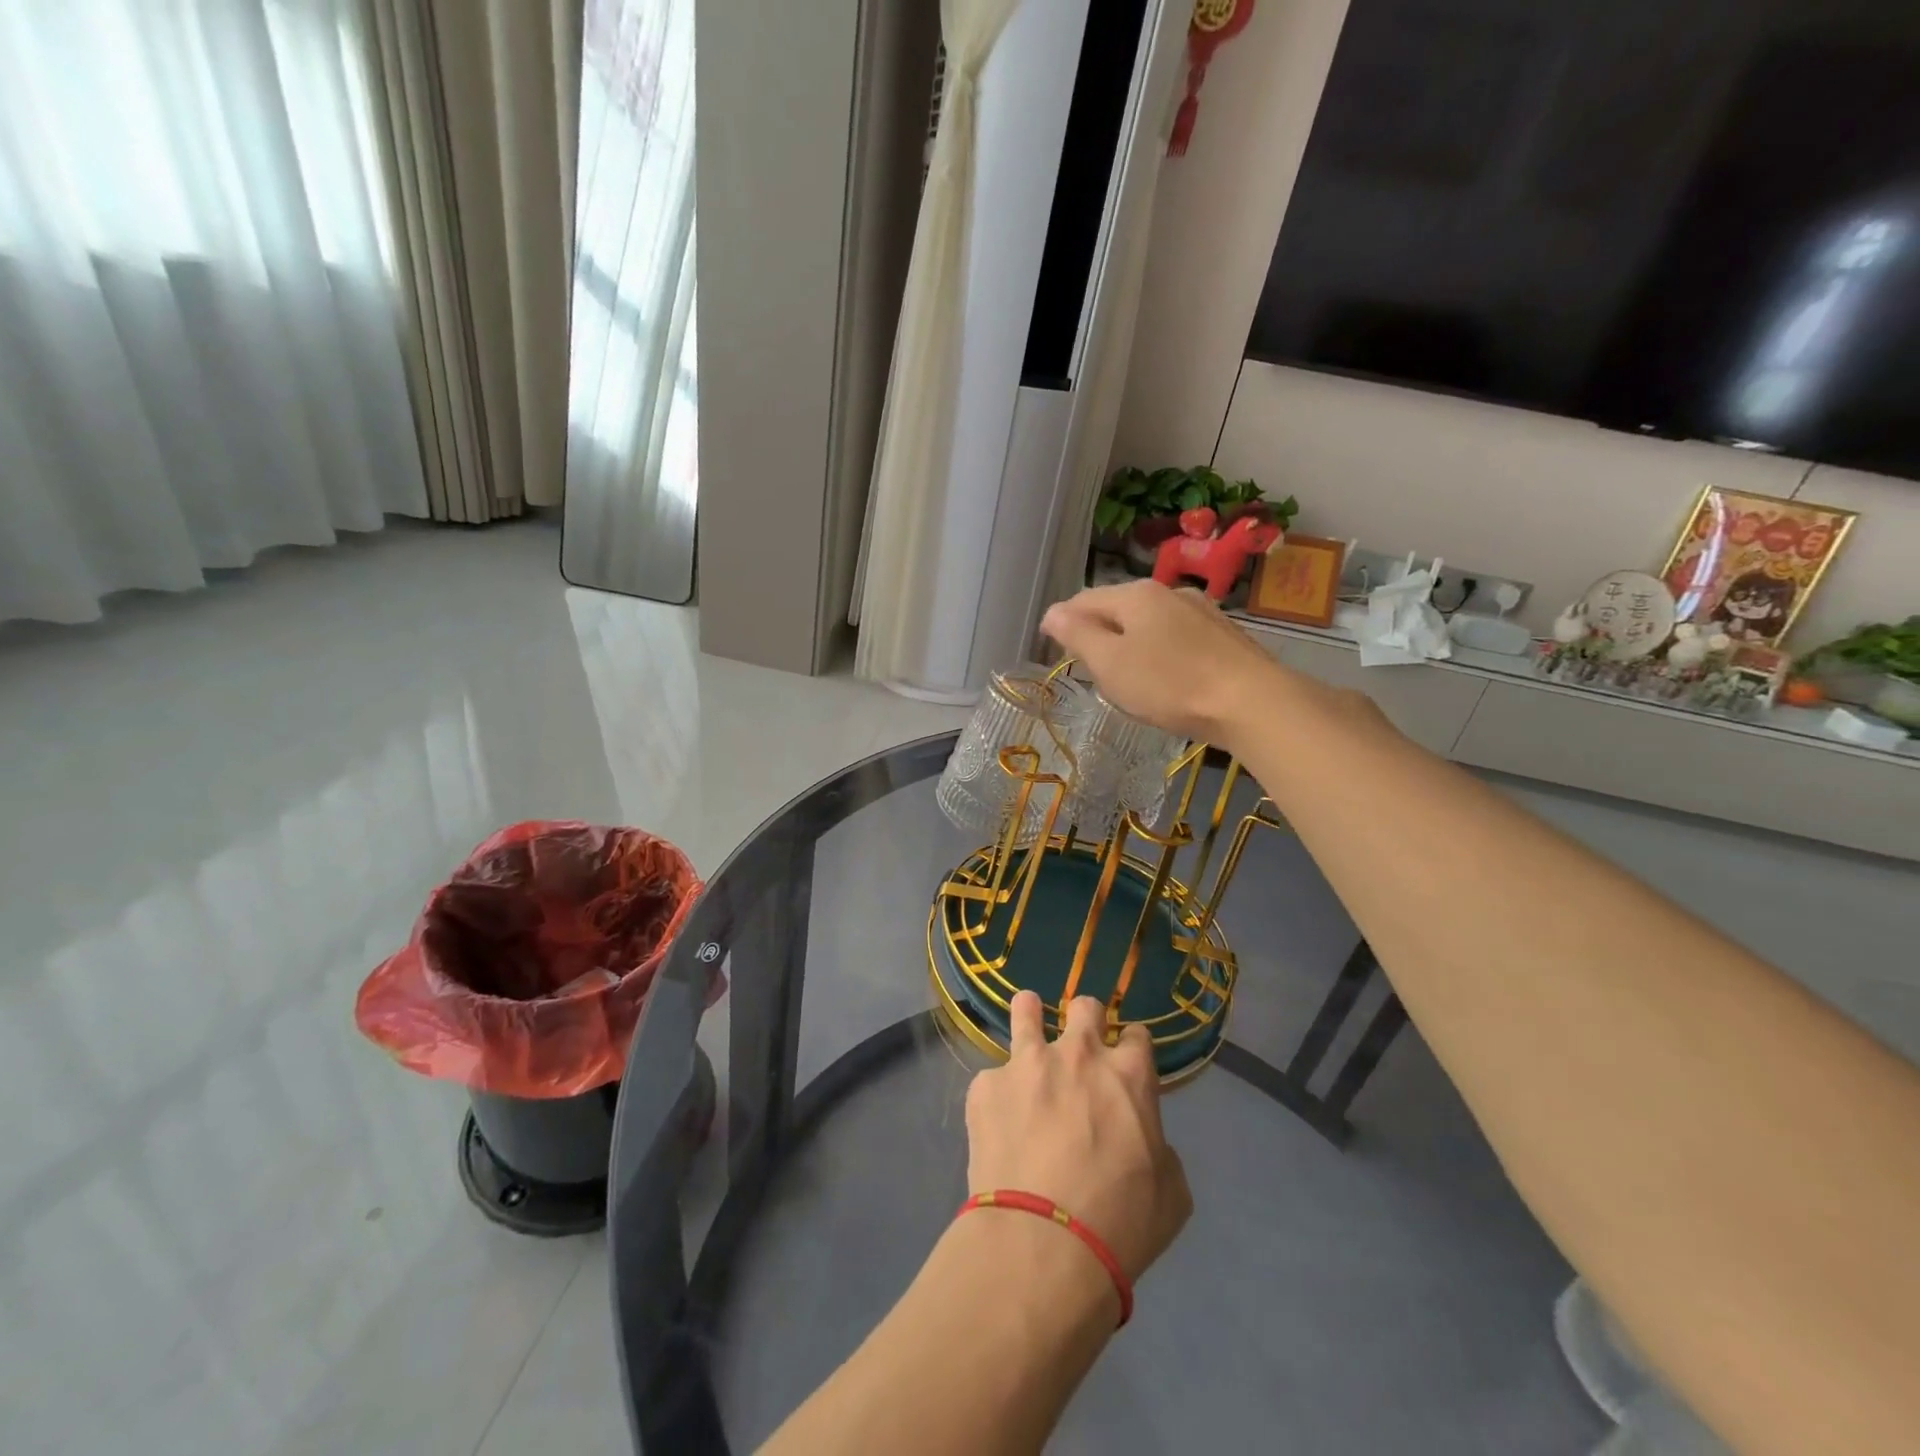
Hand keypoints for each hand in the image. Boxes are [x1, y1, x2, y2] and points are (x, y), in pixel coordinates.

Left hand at [965, 991, 1191, 1282]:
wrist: (1043, 1243)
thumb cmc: (1120, 1223)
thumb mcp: (1170, 1193)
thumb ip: (1158, 1149)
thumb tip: (1141, 1140)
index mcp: (1128, 1074)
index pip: (1137, 1034)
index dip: (1132, 1047)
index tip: (1126, 1062)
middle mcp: (1078, 1053)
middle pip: (1085, 1007)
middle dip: (1086, 1020)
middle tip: (1079, 1046)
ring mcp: (1026, 1063)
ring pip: (1026, 1009)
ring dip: (1029, 1015)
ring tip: (1026, 1025)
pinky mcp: (985, 1085)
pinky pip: (991, 1078)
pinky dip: (997, 1094)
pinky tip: (996, 1124)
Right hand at [1040, 580, 1285, 745]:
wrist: (1251, 702)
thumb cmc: (1169, 684)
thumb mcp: (1111, 664)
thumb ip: (1078, 635)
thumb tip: (1053, 613)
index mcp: (1136, 594)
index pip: (1084, 599)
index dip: (1062, 620)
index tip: (1049, 643)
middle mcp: (1169, 592)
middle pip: (1119, 607)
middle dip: (1097, 630)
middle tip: (1085, 663)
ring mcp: (1201, 611)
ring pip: (1150, 622)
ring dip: (1129, 640)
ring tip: (1123, 672)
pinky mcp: (1224, 635)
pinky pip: (1176, 637)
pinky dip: (1158, 650)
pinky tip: (1164, 675)